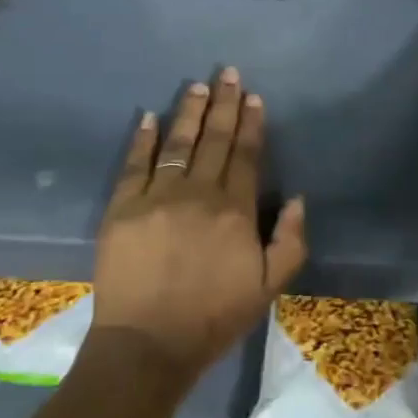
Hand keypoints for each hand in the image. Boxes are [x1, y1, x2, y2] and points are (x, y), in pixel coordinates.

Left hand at [91, 68, 307, 384]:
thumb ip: (290, 241)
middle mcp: (198, 194)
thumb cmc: (213, 317)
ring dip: (189, 112)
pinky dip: (142, 139)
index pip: (246, 156)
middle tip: (227, 73)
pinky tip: (149, 117)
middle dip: (224, 104)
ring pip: (177, 144)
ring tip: (197, 87)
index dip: (251, 124)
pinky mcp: (122, 208)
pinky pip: (134, 165)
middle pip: (214, 140)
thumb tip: (296, 198)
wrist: (148, 344)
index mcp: (235, 210)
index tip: (253, 97)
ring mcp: (156, 197)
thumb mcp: (268, 287)